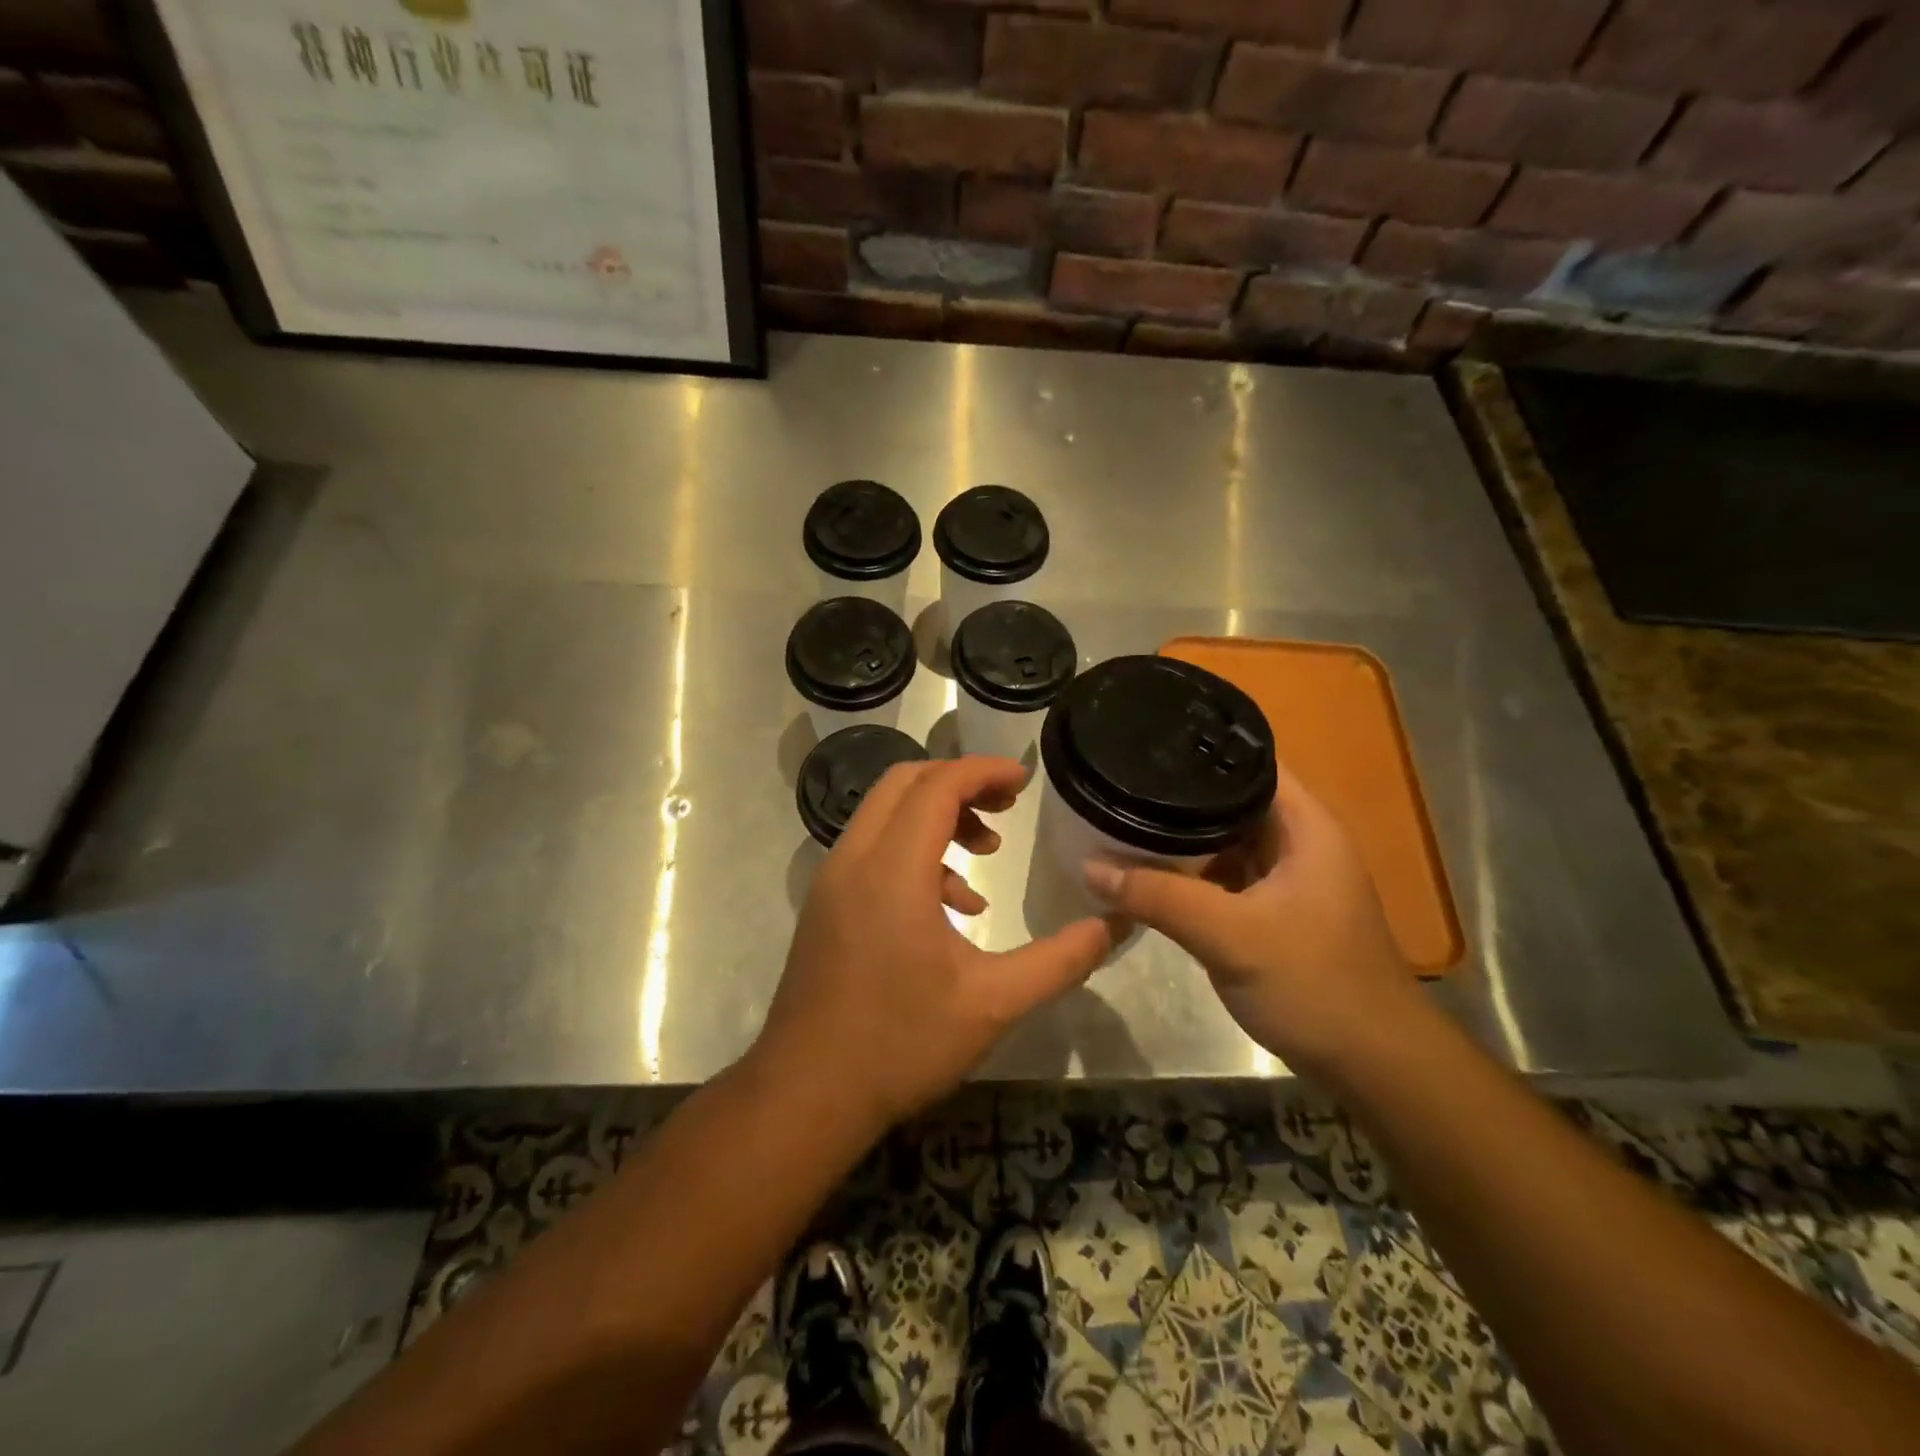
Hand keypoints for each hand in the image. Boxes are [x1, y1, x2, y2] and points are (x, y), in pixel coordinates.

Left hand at [757, 756, 1117, 1135]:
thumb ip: (1058, 961)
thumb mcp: (993, 1004)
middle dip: (959, 784)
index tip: (1025, 780)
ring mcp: (832, 881)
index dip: (984, 772)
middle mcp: (854, 860)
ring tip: (985, 854)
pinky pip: (872, 849)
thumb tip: (1110, 926)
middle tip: (1007, 808)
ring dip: (936, 817)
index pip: (937, 786)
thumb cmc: (900, 1044)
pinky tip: (950, 906)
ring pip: (884, 814)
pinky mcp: (825, 904)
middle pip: (904, 783)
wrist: (806, 1095)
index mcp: (892, 870)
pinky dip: (913, 851)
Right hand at [1084, 760, 1418, 1077]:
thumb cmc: (1314, 984)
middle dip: (1180, 795)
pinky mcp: (1276, 911)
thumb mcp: (1229, 935)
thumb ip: (1158, 897)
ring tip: (1125, 818)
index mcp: (1306, 826)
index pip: (1251, 762)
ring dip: (1184, 836)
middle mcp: (1300, 841)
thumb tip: (1089, 866)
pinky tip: (1153, 872)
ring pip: (1227, 840)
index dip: (1201, 749)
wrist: (1373, 1065)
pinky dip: (1194, 872)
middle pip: (1233, 800)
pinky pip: (1227, 875)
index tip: (1146, 744)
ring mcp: (1289, 878)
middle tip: (1121, 783)